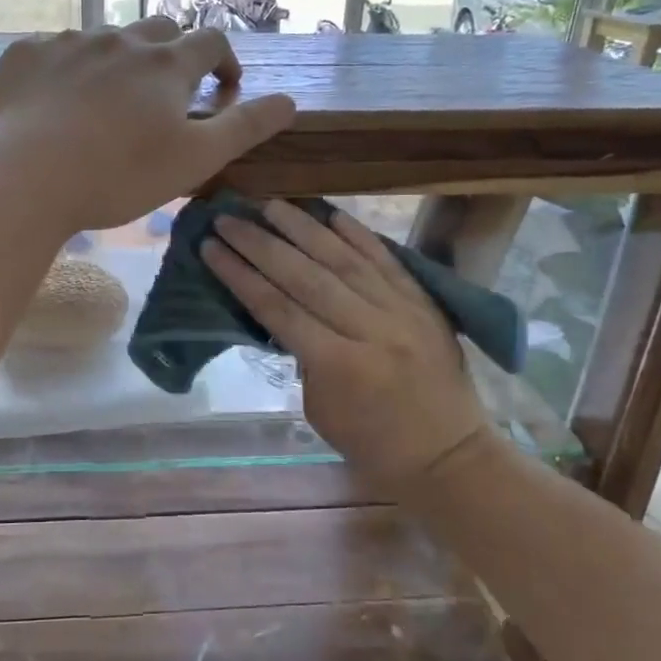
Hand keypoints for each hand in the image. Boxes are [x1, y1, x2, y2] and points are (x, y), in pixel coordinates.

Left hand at [0, 21, 295, 234]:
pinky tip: (56, 101)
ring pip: (105, 38)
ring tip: (109, 102)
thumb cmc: (117, 175)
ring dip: (119, 61)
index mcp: (166, 64)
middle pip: (159, 30)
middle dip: (174, 55)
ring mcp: (67, 42)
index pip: (211, 42)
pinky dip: (67, 69)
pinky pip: (54, 50)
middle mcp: (120, 39)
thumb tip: (290, 102)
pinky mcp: (23, 55)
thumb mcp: (194, 160)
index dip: (224, 61)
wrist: (23, 178)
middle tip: (168, 94)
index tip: (225, 87)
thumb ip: (244, 128)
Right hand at [201, 201, 489, 484]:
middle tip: (228, 219)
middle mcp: (370, 329)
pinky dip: (358, 236)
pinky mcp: (424, 303)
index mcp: (339, 365)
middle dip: (260, 244)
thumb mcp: (320, 408)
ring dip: (303, 229)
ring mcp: (401, 311)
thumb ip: (303, 356)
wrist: (450, 456)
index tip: (211, 248)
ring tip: (270, 205)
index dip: (240, 275)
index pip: (278, 309)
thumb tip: (285, 312)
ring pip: (344, 260)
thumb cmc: (373, 444)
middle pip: (305, 276)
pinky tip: (331, 215)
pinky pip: (386, 261)